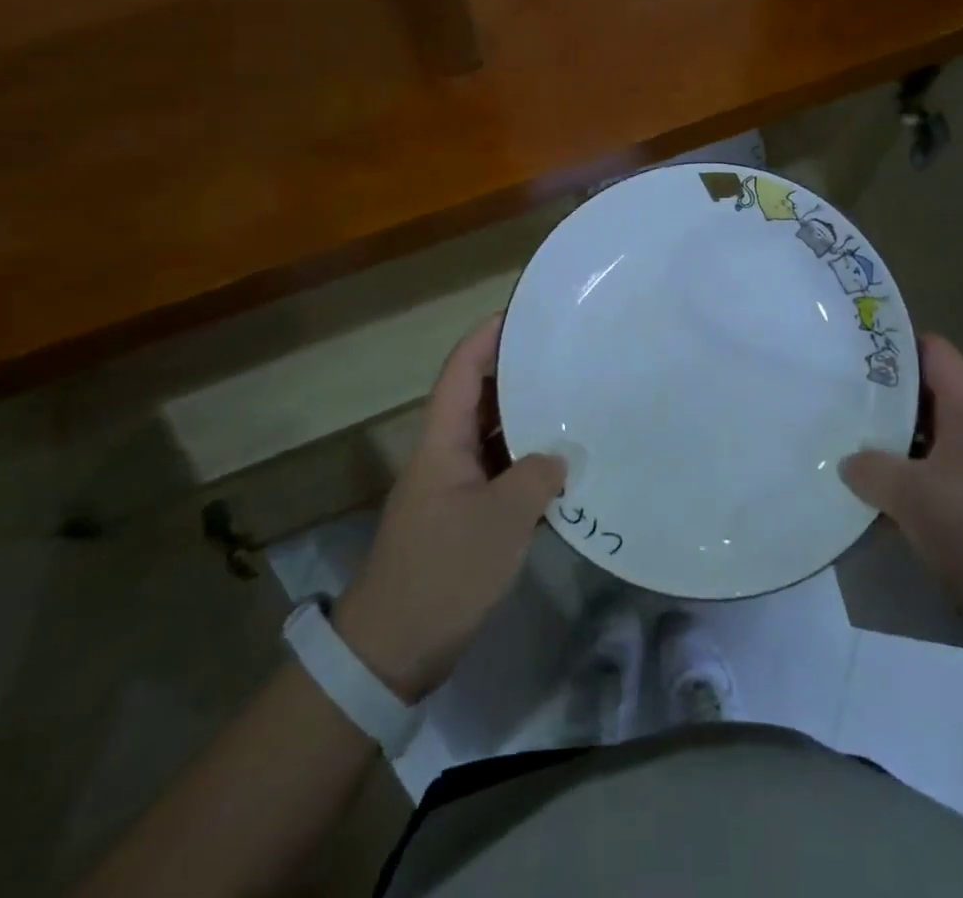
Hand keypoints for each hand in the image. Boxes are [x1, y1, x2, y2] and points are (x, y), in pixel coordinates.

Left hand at [334, 315, 564, 702]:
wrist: (392, 649)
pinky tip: (561, 467)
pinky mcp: (462, 517)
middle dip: (516, 373)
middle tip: (563, 356)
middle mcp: (444, 453)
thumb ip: (537, 477)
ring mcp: (452, 486)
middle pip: (478, 397)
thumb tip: (562, 454)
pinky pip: (498, 473)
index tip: (523, 314)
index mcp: (442, 441)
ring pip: (491, 437)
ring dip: (525, 420)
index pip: (462, 370)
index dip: (487, 337)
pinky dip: (526, 464)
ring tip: (571, 402)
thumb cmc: (444, 570)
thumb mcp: (502, 519)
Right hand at [841, 333, 962, 665]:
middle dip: (879, 396)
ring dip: (887, 443)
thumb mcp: (913, 497)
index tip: (849, 351)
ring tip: (839, 445)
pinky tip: (870, 499)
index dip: (893, 344)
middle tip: (833, 399)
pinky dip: (902, 481)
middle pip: (923, 394)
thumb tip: (848, 462)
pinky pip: (931, 477)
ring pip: (923, 439)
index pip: (932, 351)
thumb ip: (871, 470)